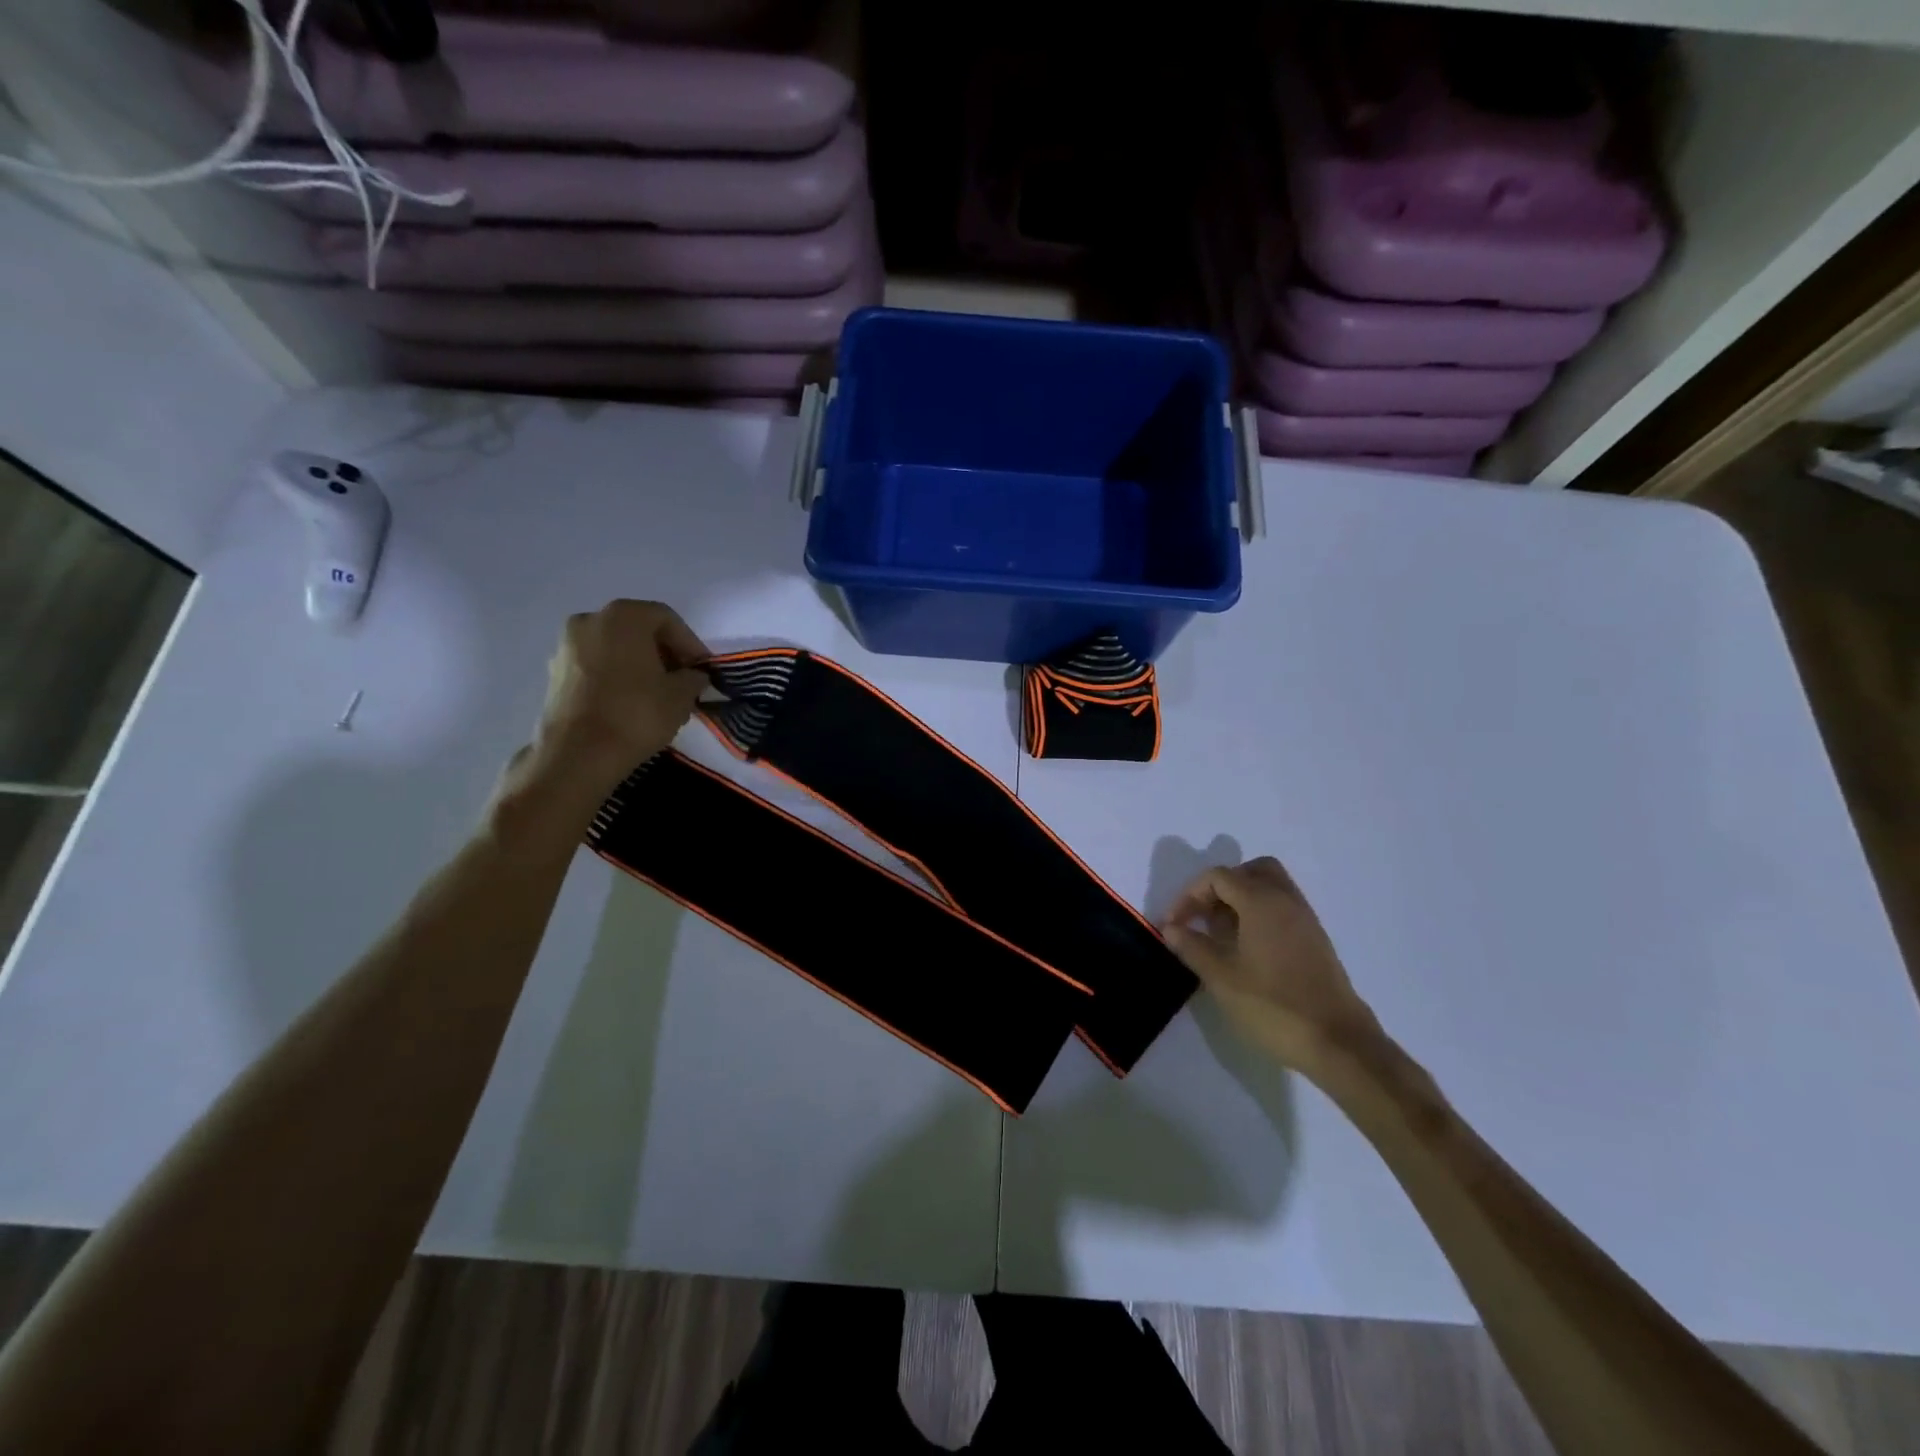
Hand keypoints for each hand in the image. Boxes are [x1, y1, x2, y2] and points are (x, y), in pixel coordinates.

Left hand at [521, 599, 709, 807]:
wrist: (578, 754)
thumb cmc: (636, 714)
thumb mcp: (681, 695)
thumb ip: (694, 677)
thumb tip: (693, 676)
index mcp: (623, 616)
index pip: (667, 620)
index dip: (691, 645)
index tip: (703, 671)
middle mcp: (590, 619)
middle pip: (638, 630)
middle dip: (664, 654)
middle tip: (683, 682)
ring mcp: (567, 646)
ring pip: (615, 649)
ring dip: (640, 666)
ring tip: (658, 695)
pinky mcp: (555, 673)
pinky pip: (596, 666)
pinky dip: (616, 677)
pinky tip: (630, 703)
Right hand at [1163, 856, 1379, 1071]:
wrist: (1338, 1043)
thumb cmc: (1273, 1005)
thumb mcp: (1221, 978)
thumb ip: (1192, 947)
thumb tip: (1171, 928)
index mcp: (1261, 901)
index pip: (1217, 877)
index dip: (1189, 895)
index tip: (1173, 925)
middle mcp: (1286, 900)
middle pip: (1250, 871)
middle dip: (1220, 887)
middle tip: (1203, 916)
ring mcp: (1305, 920)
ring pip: (1270, 888)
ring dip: (1241, 901)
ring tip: (1220, 934)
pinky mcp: (1315, 941)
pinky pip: (1282, 909)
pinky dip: (1259, 916)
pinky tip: (1246, 950)